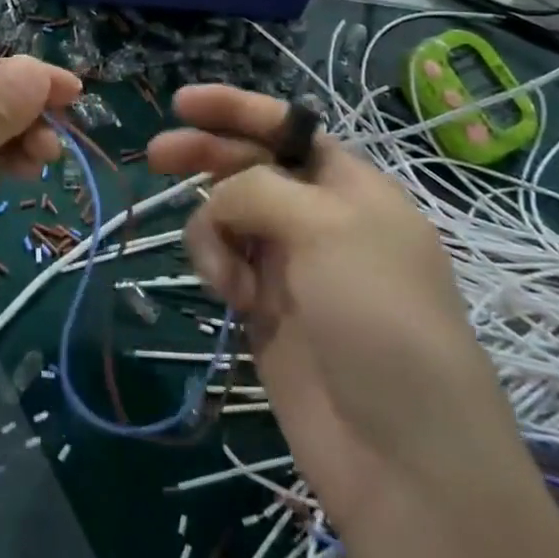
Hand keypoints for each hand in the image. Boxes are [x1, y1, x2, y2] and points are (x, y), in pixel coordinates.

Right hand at [148, 85, 519, 538]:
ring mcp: (288, 262)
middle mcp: (316, 215)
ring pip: (226, 214)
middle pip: (248, 165)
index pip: (284, 127)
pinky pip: (221, 260)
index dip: (235, 108)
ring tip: (221, 274)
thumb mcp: (327, 227)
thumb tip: (218, 199)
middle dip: (204, 155)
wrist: (402, 456)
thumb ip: (259, 189)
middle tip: (156, 157)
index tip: (182, 102)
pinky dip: (214, 266)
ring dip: (211, 229)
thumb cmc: (377, 315)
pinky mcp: (263, 307)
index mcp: (348, 184)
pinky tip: (227, 297)